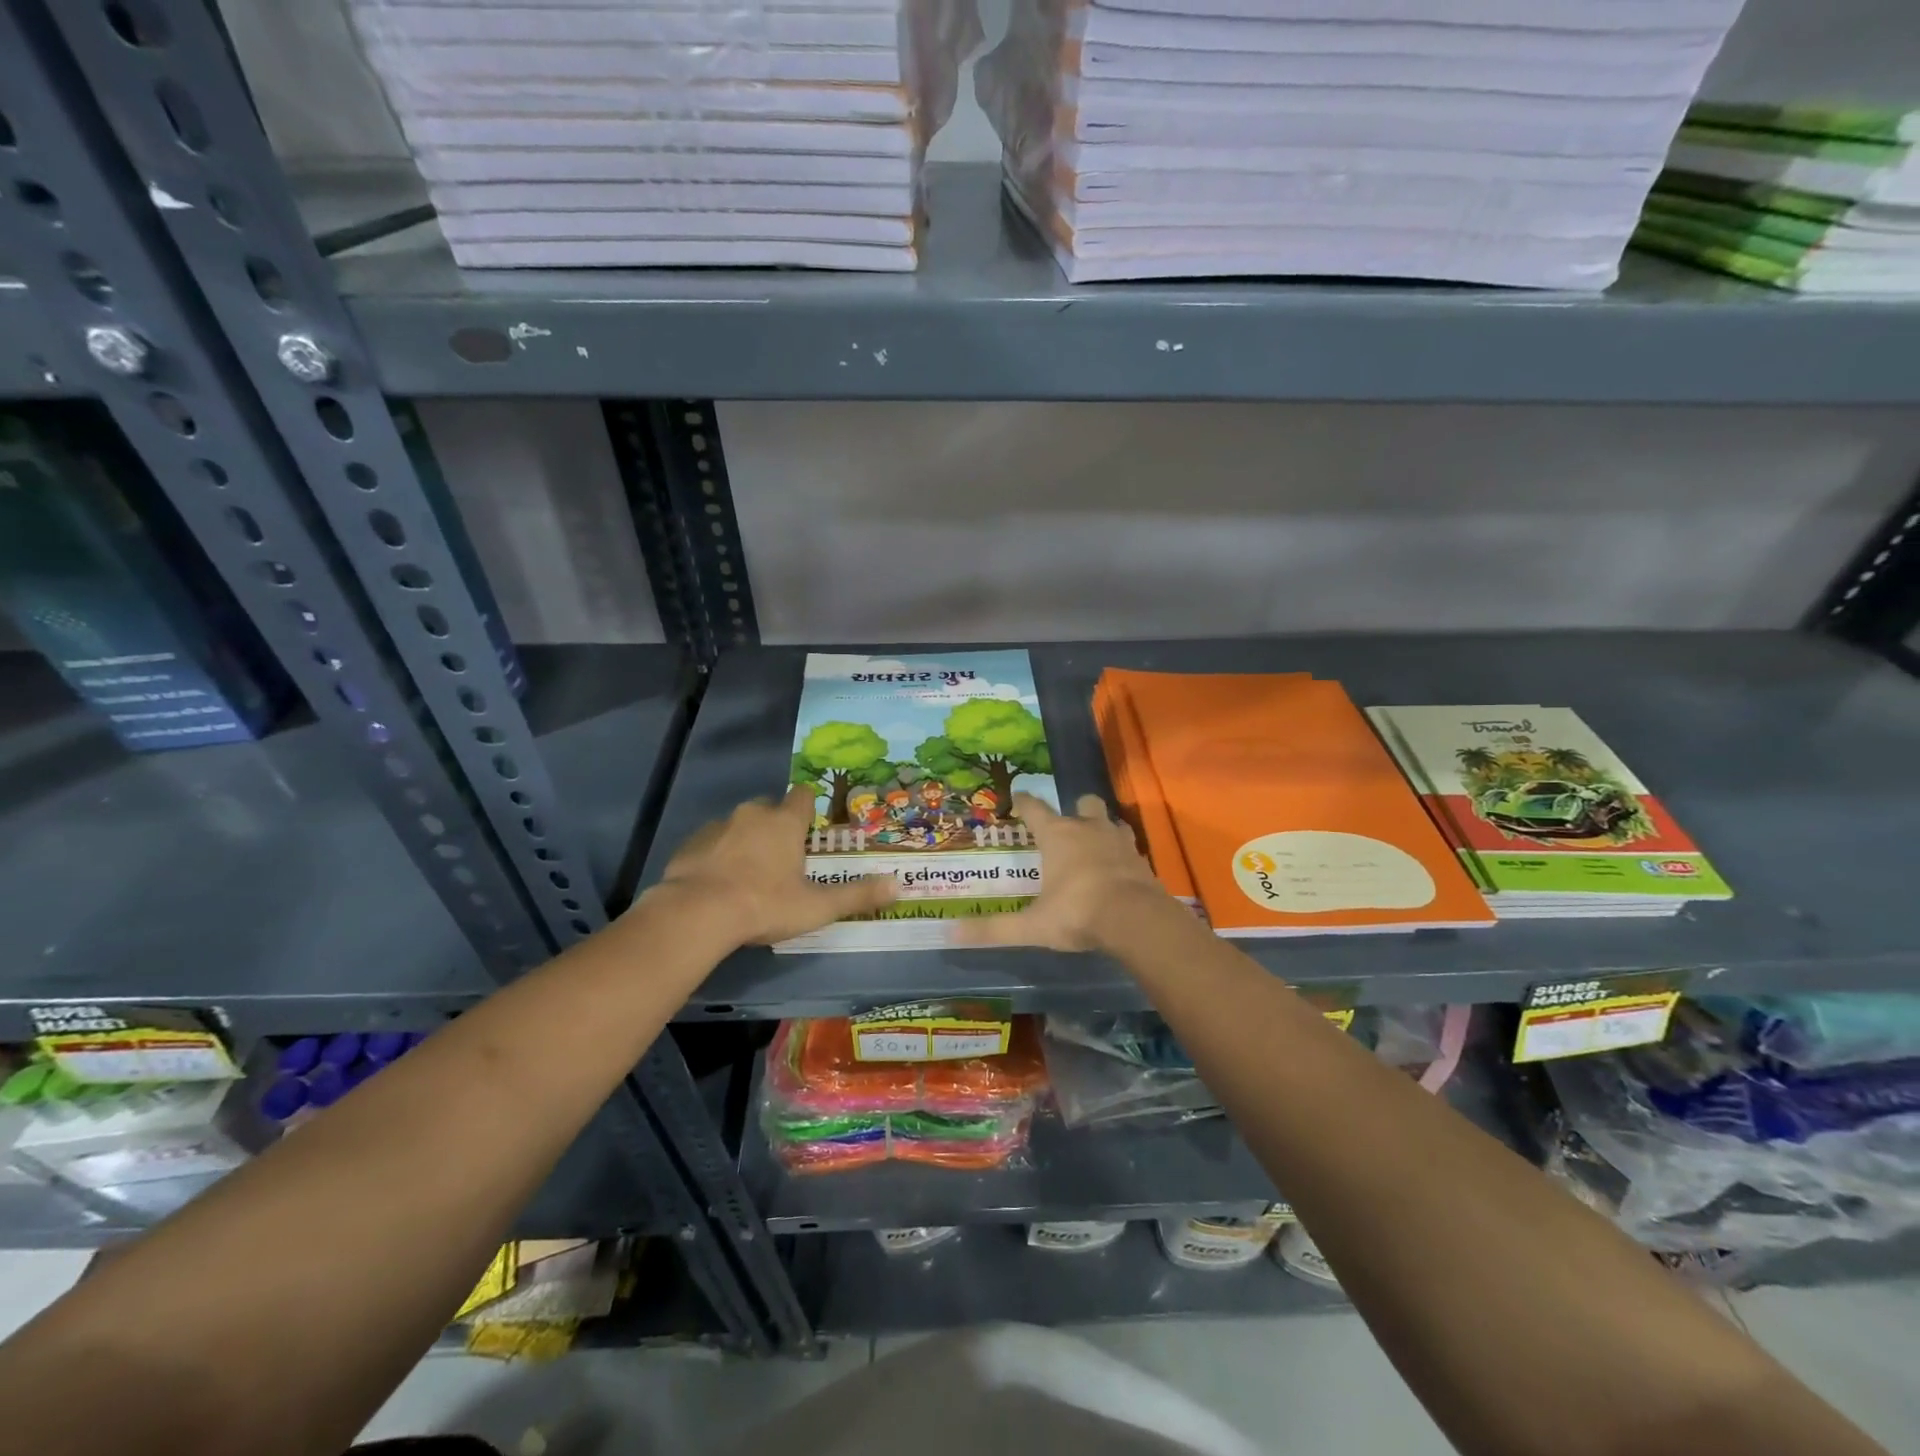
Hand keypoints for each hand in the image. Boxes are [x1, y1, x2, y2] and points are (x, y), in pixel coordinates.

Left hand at [648, 788, 895, 947]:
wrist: (696, 913)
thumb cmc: (765, 905)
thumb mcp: (816, 906)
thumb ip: (857, 895)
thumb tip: (898, 886)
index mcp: (785, 822)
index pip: (802, 796)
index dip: (808, 809)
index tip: (809, 830)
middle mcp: (752, 814)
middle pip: (769, 809)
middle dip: (776, 827)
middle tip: (782, 860)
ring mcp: (717, 826)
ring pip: (738, 825)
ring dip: (745, 841)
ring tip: (748, 876)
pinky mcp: (689, 844)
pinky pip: (710, 843)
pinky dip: (717, 856)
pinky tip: (718, 884)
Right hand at [955, 793, 1176, 952]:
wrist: (1137, 919)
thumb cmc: (1078, 913)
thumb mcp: (1032, 926)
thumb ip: (994, 929)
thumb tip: (950, 933)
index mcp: (1058, 836)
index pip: (1035, 809)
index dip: (1025, 802)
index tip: (1018, 797)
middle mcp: (1089, 829)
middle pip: (1084, 803)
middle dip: (1076, 809)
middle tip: (1067, 825)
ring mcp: (1119, 841)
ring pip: (1112, 821)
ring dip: (1103, 828)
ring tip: (1095, 845)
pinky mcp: (1142, 859)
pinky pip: (1130, 847)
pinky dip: (1122, 854)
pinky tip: (1118, 869)